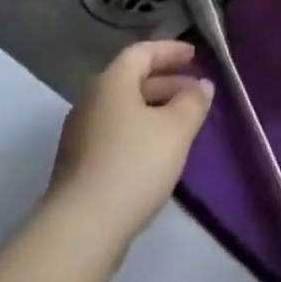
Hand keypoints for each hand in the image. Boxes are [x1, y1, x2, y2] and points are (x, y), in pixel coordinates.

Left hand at [47, 40, 214, 247]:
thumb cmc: (133, 165)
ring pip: (123, 109)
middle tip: (194, 92)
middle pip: (131, 80)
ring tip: (182, 124)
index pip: (142, 52)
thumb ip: (193, 102)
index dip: (170, 51)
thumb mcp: (176, 129)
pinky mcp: (78, 166)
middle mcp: (90, 101)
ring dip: (154, 109)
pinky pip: (115, 133)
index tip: (194, 56)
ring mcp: (80, 135)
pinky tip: (157, 153)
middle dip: (166, 82)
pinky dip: (139, 131)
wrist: (80, 231)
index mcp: (111, 83)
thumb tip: (202, 85)